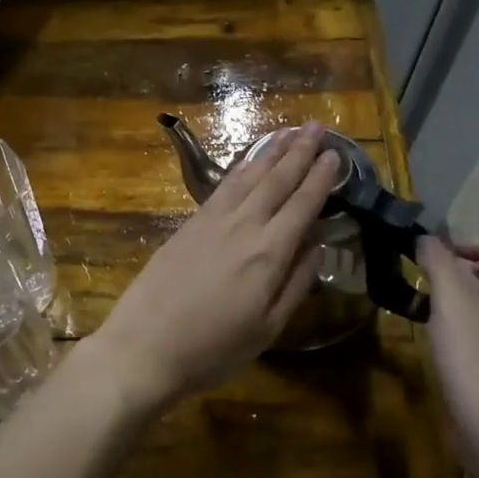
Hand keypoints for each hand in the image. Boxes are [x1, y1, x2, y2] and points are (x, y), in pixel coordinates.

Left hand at [87, 124, 340, 414]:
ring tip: (288, 133)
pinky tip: (246, 163)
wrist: (143, 347)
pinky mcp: (186, 226)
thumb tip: (318, 245)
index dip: (321, 178)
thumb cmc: (212, 350)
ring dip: (270, 153)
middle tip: (316, 127)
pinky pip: (221, 188)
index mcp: (268, 253)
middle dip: (299, 152)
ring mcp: (210, 222)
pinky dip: (238, 170)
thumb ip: (296, 283)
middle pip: (275, 181)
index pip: (302, 205)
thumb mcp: (267, 329)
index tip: (335, 154)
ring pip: (246, 178)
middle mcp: (242, 227)